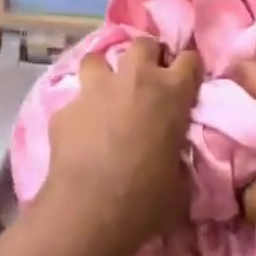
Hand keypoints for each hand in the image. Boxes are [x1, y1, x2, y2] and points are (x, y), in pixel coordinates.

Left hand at [43, 36, 201, 251]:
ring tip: (106, 94)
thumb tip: (172, 158)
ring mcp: (95, 90)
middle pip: (143, 45)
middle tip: (146, 81)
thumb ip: (178, 157)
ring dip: (104, 72)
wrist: (90, 210)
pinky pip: (74, 100)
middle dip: (146, 56)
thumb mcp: (180, 181)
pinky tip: (79, 132)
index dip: (188, 68)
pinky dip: (79, 111)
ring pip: (98, 58)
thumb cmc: (147, 199)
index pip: (190, 59)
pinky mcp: (64, 108)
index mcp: (172, 93)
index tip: (185, 81)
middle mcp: (135, 79)